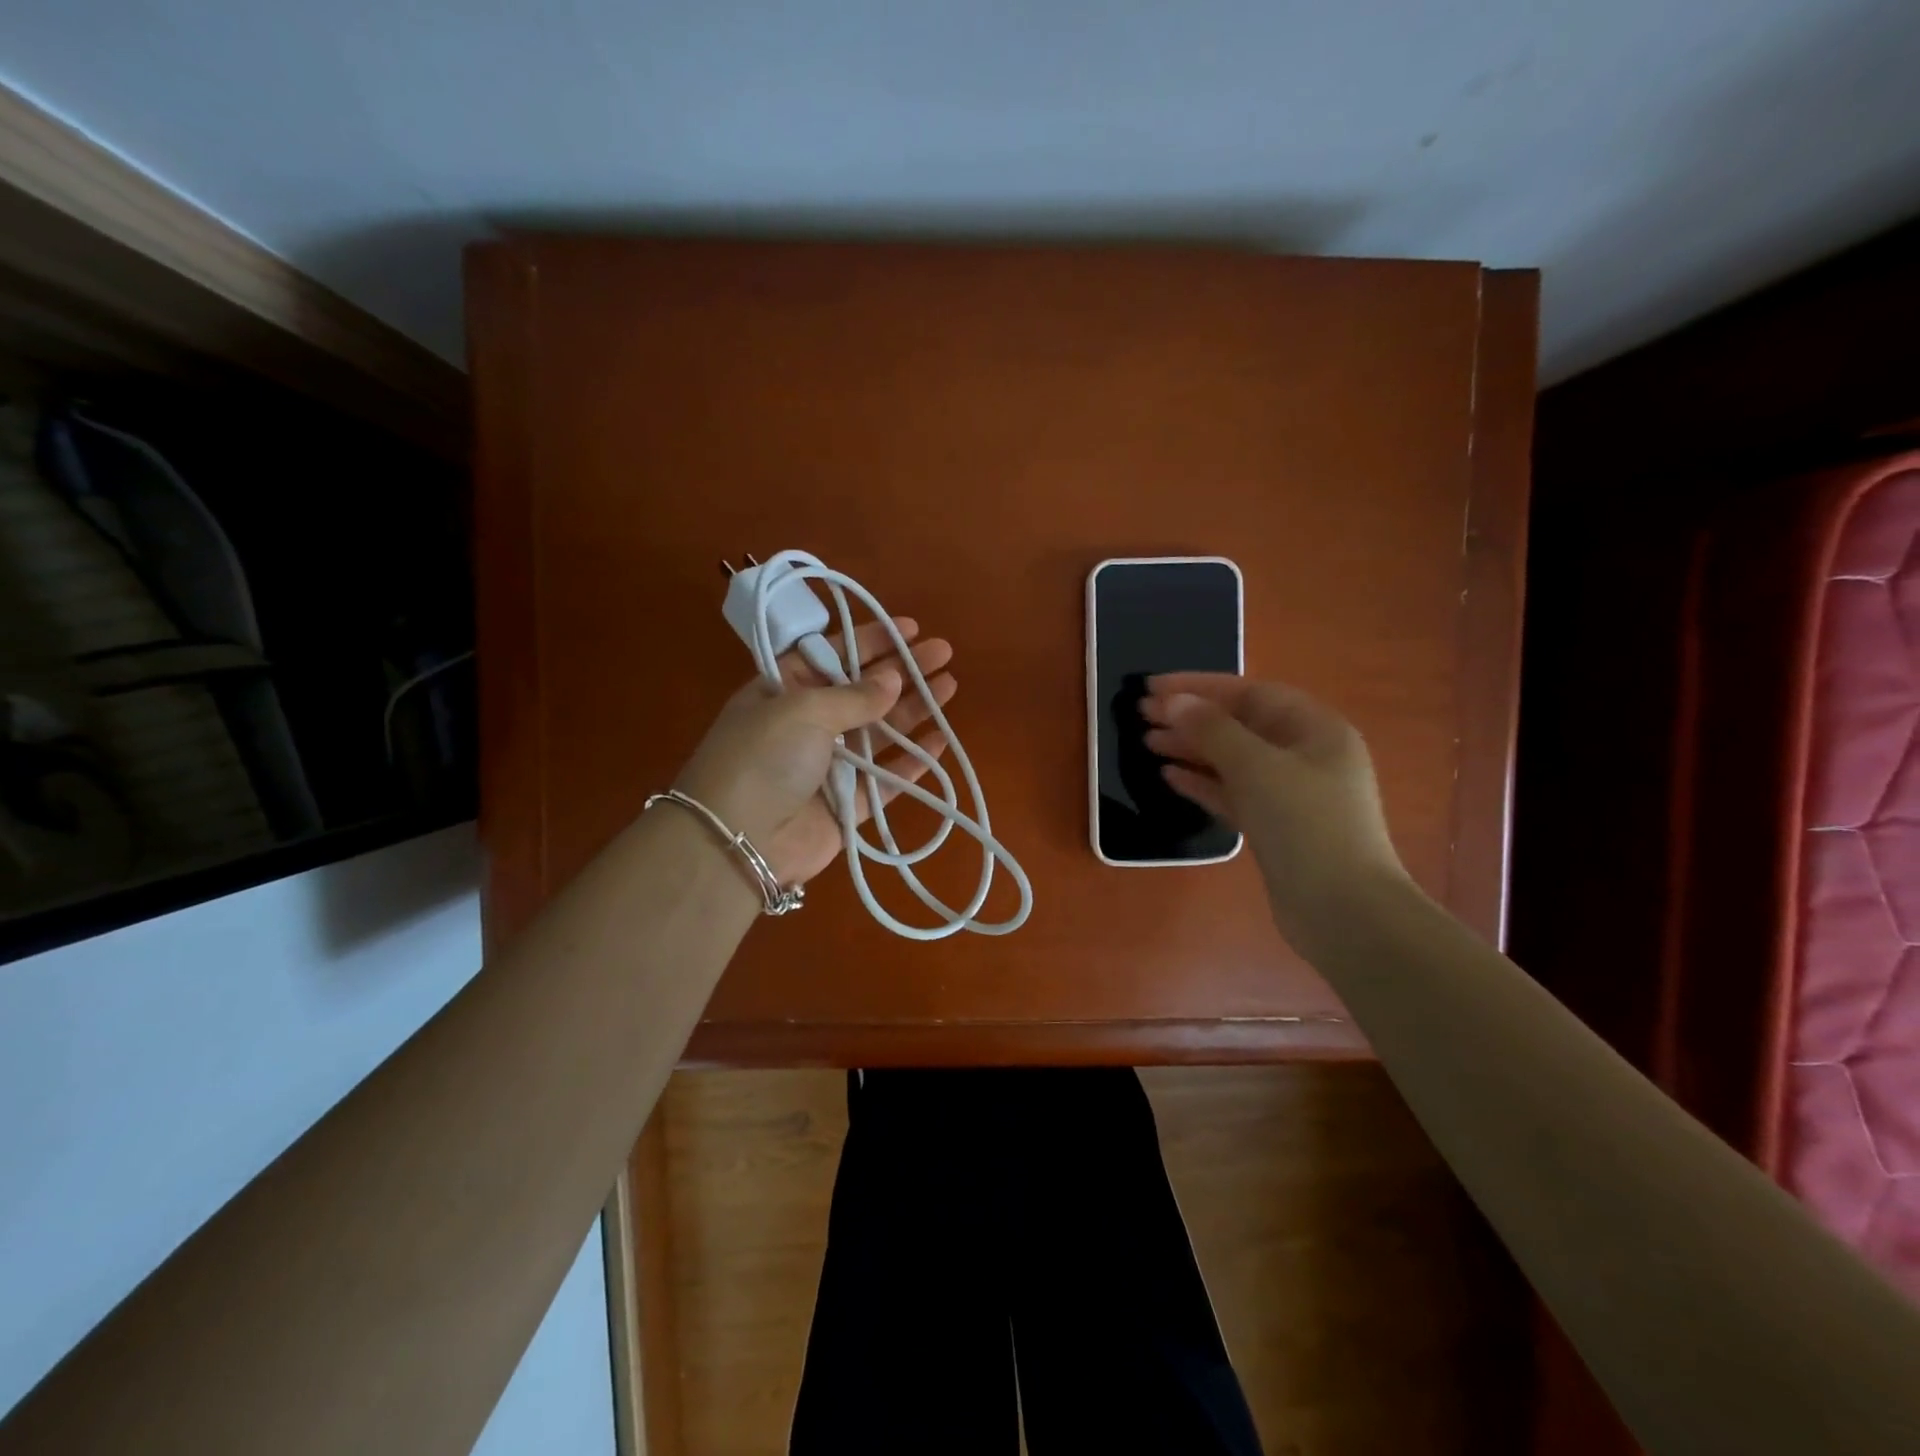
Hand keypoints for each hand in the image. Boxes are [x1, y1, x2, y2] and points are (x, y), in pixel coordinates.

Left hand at [673, 617, 956, 885]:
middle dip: (903, 670)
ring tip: (951, 685)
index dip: (870, 640)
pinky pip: (886, 778)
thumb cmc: (764, 758)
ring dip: (914, 709)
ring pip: (880, 731)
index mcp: (784, 691)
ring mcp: (829, 766)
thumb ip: (854, 696)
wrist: (738, 842)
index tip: (910, 629)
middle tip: (943, 652)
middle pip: (863, 690)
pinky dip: (912, 761)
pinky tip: (940, 740)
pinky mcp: (847, 805)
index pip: (832, 654)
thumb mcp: (803, 710)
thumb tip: (893, 678)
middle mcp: (807, 724)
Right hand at [1140, 673, 1407, 942]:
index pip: (1248, 693)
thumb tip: (1175, 702)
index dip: (1198, 686)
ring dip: (1191, 749)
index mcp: (1314, 728)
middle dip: (1190, 717)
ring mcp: (1291, 793)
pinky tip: (1170, 777)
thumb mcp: (1256, 767)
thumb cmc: (1305, 825)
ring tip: (1147, 743)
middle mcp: (1305, 754)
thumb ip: (1212, 729)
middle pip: (1239, 725)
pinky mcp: (1275, 827)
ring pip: (1232, 760)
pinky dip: (1203, 783)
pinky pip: (1233, 793)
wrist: (1343, 911)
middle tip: (1141, 714)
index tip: (1152, 687)